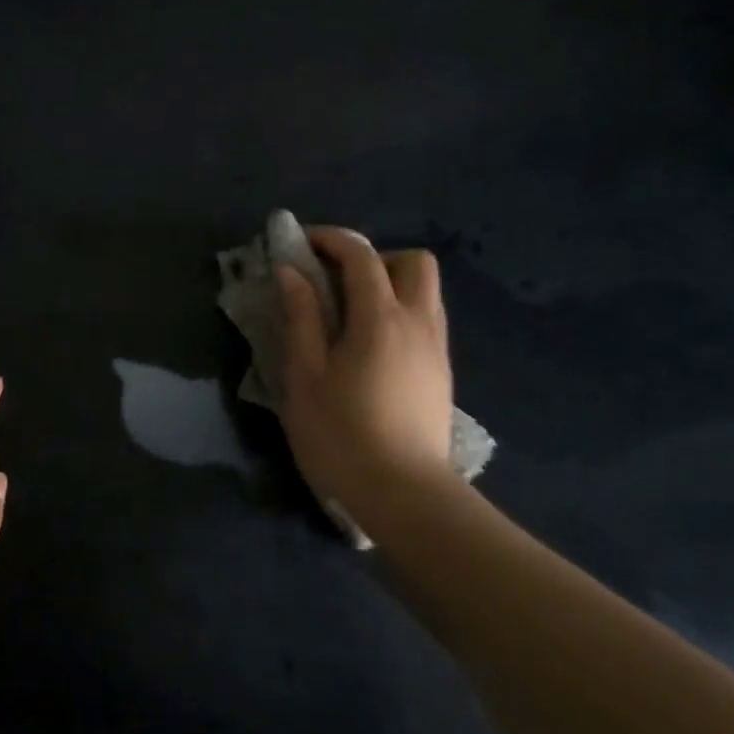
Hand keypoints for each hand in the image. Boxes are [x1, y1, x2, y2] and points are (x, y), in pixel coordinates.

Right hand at [277, 228, 453, 512]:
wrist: (403, 494)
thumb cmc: (340, 435)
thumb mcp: (305, 377)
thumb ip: (300, 319)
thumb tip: (292, 273)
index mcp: (380, 319)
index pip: (361, 256)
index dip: (331, 240)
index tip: (300, 243)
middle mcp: (419, 323)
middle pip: (413, 262)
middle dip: (374, 258)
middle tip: (336, 283)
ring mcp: (436, 350)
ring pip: (425, 292)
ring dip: (389, 286)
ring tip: (349, 317)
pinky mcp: (442, 375)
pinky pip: (426, 321)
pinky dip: (399, 315)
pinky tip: (370, 349)